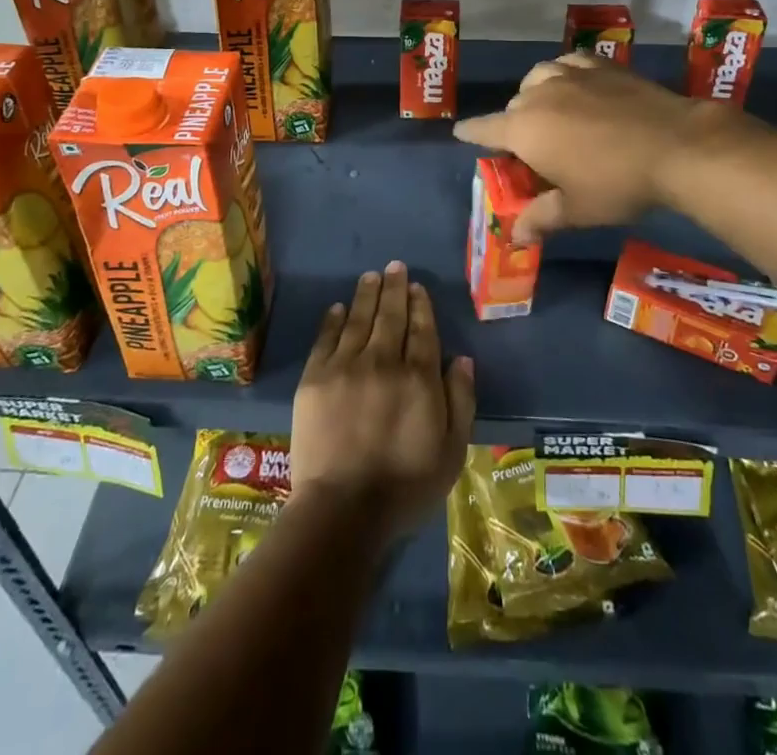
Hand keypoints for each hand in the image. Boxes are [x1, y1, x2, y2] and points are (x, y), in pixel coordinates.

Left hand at [291, 262, 475, 542]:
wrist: (343, 510)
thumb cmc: (406, 487)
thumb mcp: (452, 451)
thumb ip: (460, 401)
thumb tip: (461, 359)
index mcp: (418, 377)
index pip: (422, 330)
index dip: (420, 305)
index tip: (416, 287)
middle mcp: (383, 361)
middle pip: (390, 316)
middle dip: (394, 288)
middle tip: (394, 266)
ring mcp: (345, 367)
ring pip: (359, 319)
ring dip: (366, 294)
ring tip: (371, 276)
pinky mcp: (314, 379)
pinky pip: (326, 339)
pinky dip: (333, 320)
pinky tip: (339, 307)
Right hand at [454, 53, 720, 241]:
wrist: (676, 145)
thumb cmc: (618, 182)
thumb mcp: (577, 209)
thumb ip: (541, 219)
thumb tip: (516, 237)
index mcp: (524, 129)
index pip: (484, 129)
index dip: (470, 133)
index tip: (460, 132)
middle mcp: (539, 94)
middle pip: (513, 107)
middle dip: (514, 125)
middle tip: (532, 149)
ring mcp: (570, 73)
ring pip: (537, 79)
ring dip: (535, 95)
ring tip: (550, 110)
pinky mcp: (600, 65)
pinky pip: (567, 63)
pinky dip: (563, 73)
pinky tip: (575, 83)